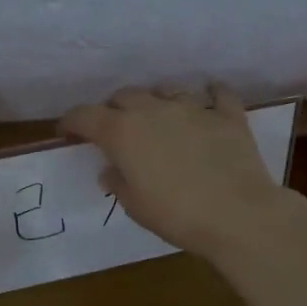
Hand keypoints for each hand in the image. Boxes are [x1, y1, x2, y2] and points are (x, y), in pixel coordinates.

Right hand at [59, 86, 289, 258]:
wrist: (239, 215)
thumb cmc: (177, 216)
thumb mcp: (135, 206)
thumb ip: (118, 182)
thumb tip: (111, 170)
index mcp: (123, 132)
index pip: (85, 115)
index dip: (72, 121)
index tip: (67, 132)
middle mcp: (154, 110)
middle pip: (125, 96)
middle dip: (114, 109)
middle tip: (115, 130)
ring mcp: (193, 108)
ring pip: (166, 90)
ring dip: (156, 101)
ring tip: (158, 118)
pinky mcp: (227, 115)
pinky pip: (218, 95)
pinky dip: (210, 96)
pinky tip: (209, 100)